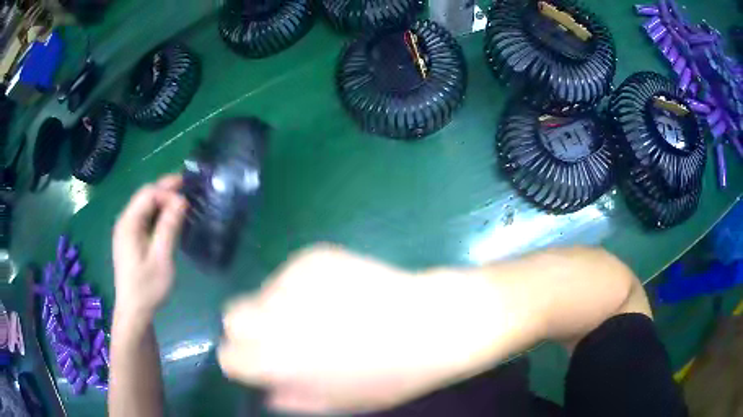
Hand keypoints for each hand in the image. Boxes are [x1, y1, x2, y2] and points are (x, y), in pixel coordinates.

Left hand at [113, 175, 187, 320]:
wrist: (134, 311)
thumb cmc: (147, 287)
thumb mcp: (161, 258)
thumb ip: (169, 227)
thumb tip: (181, 200)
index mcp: (129, 223)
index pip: (148, 194)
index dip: (167, 191)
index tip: (187, 200)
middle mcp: (125, 222)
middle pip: (145, 197)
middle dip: (166, 190)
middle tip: (188, 187)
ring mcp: (126, 231)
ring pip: (145, 207)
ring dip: (163, 201)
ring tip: (183, 201)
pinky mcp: (130, 240)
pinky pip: (144, 219)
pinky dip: (158, 214)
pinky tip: (170, 219)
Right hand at [218, 246, 506, 414]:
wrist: (434, 324)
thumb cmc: (391, 375)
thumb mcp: (340, 403)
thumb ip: (294, 399)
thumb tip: (268, 391)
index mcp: (276, 360)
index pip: (228, 355)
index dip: (243, 360)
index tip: (262, 362)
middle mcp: (273, 316)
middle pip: (232, 315)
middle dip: (249, 328)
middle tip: (283, 335)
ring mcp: (293, 280)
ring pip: (264, 291)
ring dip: (280, 304)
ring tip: (323, 312)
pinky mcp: (314, 255)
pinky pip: (292, 273)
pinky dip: (305, 284)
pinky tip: (340, 292)